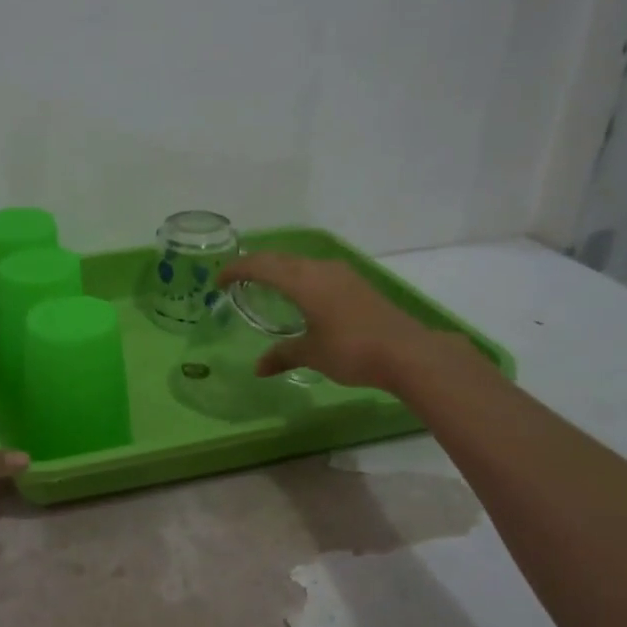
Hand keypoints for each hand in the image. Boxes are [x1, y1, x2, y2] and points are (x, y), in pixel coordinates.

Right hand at [219, 253, 430, 387]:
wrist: (407, 352)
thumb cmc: (351, 350)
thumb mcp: (311, 354)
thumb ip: (282, 355)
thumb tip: (259, 368)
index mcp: (302, 281)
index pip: (260, 266)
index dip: (236, 269)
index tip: (218, 281)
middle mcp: (320, 269)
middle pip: (279, 258)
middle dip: (254, 265)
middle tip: (236, 279)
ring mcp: (342, 274)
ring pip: (299, 262)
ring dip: (278, 269)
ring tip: (264, 285)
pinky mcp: (356, 284)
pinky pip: (316, 271)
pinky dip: (298, 277)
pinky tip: (300, 295)